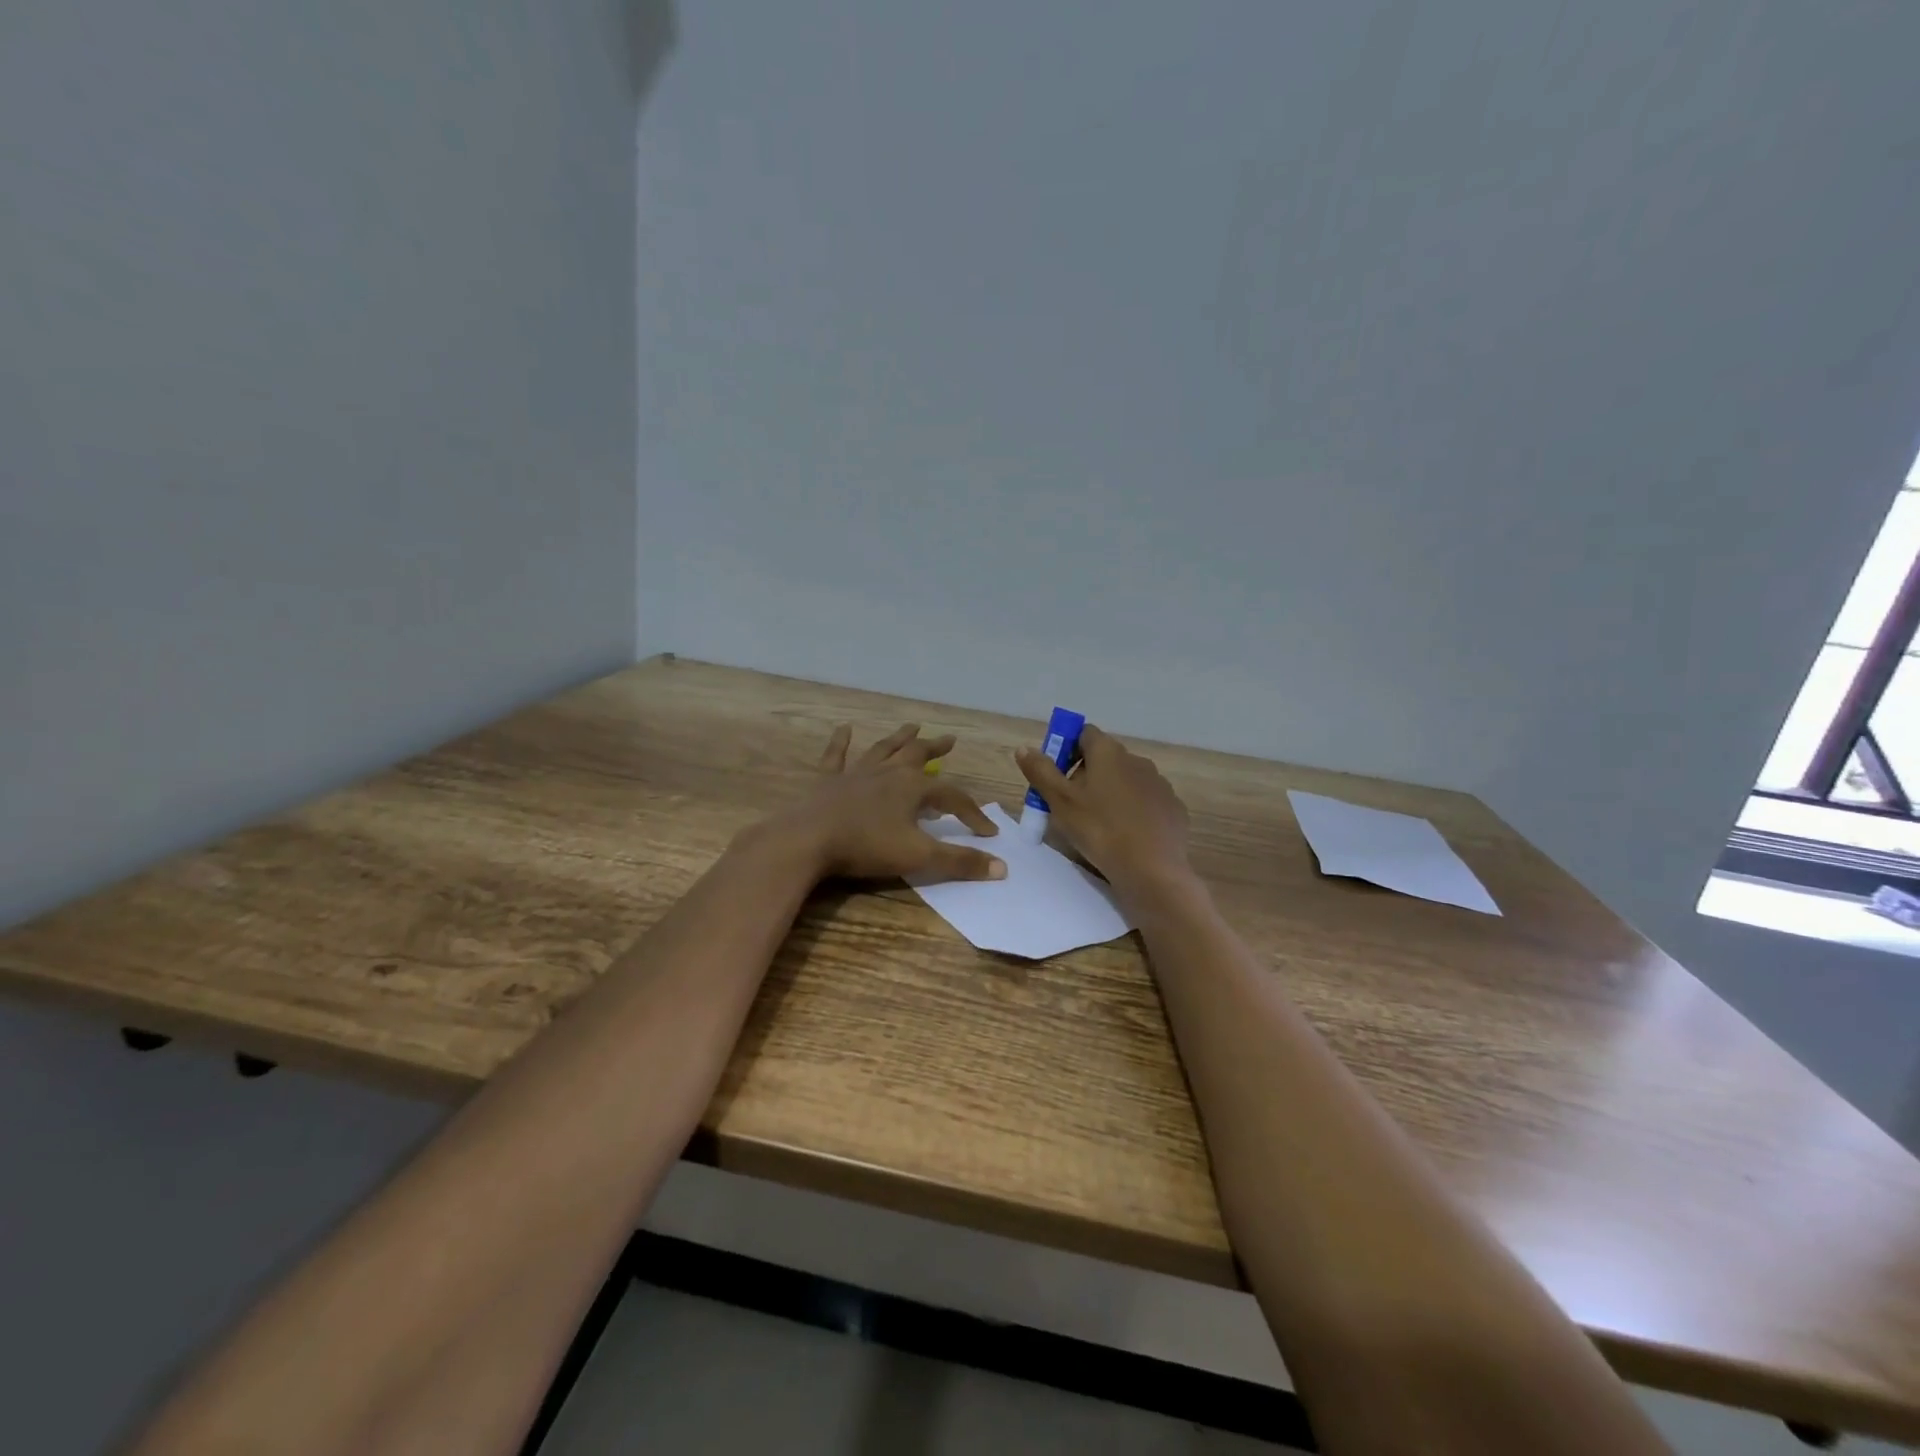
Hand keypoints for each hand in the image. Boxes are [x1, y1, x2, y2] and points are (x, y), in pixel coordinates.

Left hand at [768, 723, 1006, 883]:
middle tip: (949, 739)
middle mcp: (888, 773)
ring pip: (883, 749)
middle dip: (936, 749)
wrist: (808, 840)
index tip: (988, 832)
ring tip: (912, 726)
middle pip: (917, 755)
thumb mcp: (918, 857)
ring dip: (899, 738)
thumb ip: (959, 862)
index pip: (952, 797)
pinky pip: (837, 756)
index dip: (972, 814)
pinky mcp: (828, 780)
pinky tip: (844, 729)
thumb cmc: (866, 847)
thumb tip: (1002, 867)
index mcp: (912, 788)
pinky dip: (841, 742)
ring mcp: (856, 773)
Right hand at [1015, 724, 1190, 890]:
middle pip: (1105, 758)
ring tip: (1099, 825)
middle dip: (1086, 776)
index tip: (1056, 776)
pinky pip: (1146, 801)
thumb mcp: (1060, 802)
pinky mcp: (1173, 807)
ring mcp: (1159, 783)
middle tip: (1071, 806)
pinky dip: (1133, 811)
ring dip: (1111, 793)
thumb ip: (1041, 772)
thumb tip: (1024, 748)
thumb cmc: (1100, 830)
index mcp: (1108, 752)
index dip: (1067, 749)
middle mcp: (1137, 759)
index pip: (1084, 734)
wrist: (1152, 869)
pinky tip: (1126, 836)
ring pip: (1127, 780)